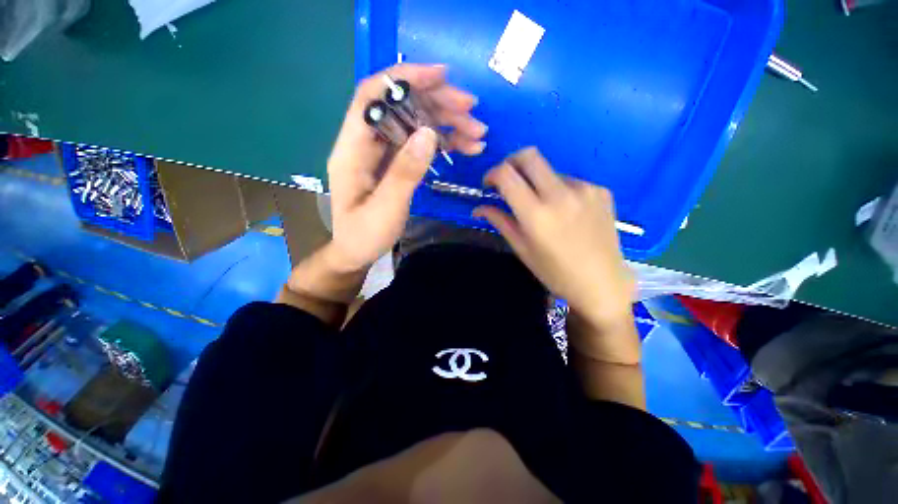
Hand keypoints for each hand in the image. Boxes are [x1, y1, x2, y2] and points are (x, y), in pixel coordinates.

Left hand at [327, 64, 486, 271]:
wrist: (357, 252)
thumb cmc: (365, 234)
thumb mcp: (385, 208)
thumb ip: (405, 172)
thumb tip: (429, 133)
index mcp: (352, 149)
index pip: (372, 97)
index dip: (404, 79)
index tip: (442, 76)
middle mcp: (366, 143)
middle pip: (400, 107)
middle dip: (436, 103)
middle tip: (471, 110)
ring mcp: (383, 153)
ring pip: (414, 124)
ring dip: (446, 123)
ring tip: (477, 133)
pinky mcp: (396, 163)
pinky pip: (420, 144)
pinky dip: (444, 142)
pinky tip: (466, 146)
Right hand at [473, 148, 637, 359]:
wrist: (602, 283)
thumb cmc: (555, 272)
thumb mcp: (522, 248)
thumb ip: (500, 221)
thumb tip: (478, 208)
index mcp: (536, 214)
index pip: (507, 174)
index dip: (492, 174)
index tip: (489, 185)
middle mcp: (560, 194)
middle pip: (529, 155)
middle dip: (511, 163)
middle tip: (508, 181)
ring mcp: (584, 189)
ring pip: (549, 170)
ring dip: (536, 181)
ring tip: (541, 206)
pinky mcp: (600, 190)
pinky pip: (570, 181)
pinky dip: (558, 190)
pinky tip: (564, 211)